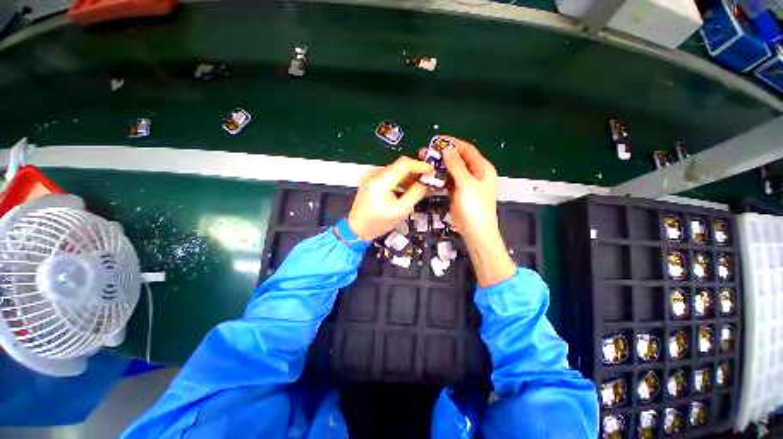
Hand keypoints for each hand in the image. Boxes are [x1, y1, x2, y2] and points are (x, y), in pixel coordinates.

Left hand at [348, 157, 432, 240]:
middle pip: (400, 166)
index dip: (420, 165)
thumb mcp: (401, 210)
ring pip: (395, 170)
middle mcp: (375, 174)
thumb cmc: (378, 223)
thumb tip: (426, 183)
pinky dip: (400, 180)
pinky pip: (389, 175)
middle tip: (429, 179)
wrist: (357, 229)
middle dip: (416, 171)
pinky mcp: (371, 180)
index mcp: (381, 181)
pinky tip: (408, 188)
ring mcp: (371, 176)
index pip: (404, 164)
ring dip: (409, 176)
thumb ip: (416, 194)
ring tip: (421, 185)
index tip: (432, 171)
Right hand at [418, 137, 498, 243]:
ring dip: (439, 166)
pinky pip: (448, 181)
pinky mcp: (457, 193)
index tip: (437, 140)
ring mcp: (465, 184)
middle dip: (442, 155)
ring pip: (451, 170)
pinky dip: (439, 178)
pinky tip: (429, 176)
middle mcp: (474, 174)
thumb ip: (456, 165)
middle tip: (425, 153)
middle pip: (457, 159)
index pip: (467, 150)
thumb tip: (447, 149)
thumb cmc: (474, 206)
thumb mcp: (466, 184)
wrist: (475, 231)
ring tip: (424, 163)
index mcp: (482, 168)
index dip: (453, 143)